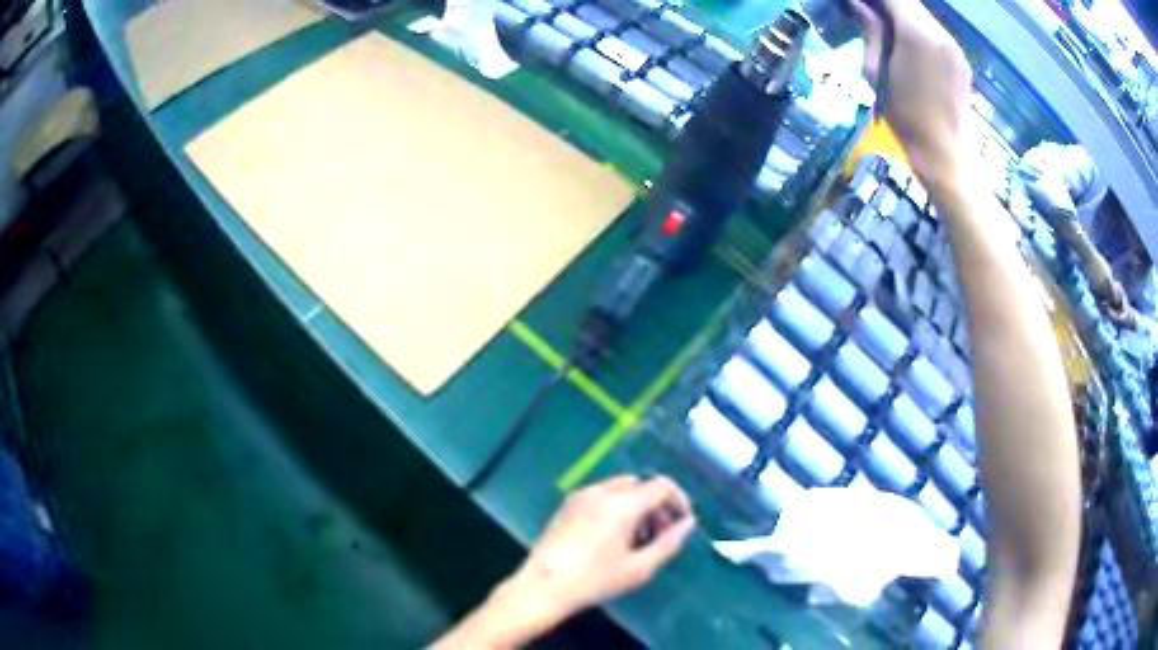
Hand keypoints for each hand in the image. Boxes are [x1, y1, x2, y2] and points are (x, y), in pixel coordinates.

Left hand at [506, 475, 695, 622]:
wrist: (544, 586)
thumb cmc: (595, 580)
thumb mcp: (639, 568)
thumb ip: (669, 543)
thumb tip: (688, 524)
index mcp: (622, 504)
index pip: (662, 485)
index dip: (679, 500)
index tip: (683, 522)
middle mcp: (601, 491)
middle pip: (641, 485)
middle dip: (656, 505)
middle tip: (660, 535)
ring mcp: (580, 496)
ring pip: (620, 489)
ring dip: (637, 506)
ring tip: (637, 540)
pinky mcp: (566, 505)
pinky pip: (601, 496)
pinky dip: (616, 507)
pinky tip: (612, 537)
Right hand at [849, 0, 973, 191]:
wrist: (946, 156)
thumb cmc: (905, 118)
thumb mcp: (876, 73)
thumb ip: (871, 32)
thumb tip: (858, 4)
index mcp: (917, 34)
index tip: (860, 4)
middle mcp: (940, 33)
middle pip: (909, 1)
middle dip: (888, 2)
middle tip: (868, 12)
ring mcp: (954, 47)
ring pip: (923, 15)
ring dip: (903, 14)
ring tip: (885, 27)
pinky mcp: (961, 60)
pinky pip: (935, 32)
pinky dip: (918, 29)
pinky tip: (908, 44)